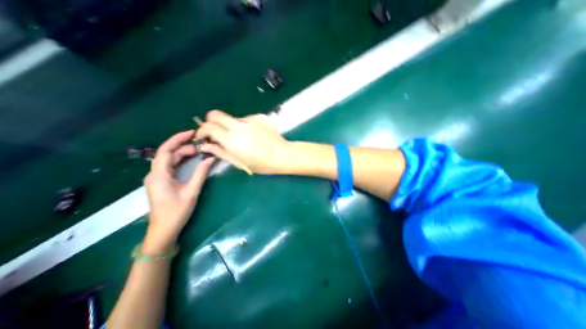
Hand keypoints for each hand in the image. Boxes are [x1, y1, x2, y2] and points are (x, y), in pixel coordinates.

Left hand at [141, 130, 213, 250]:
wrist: (164, 230)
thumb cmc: (177, 211)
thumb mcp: (192, 191)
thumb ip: (201, 173)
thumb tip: (210, 159)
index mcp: (159, 174)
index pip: (166, 150)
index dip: (178, 139)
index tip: (192, 133)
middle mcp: (155, 173)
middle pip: (168, 153)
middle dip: (185, 147)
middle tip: (202, 145)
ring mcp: (157, 177)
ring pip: (170, 159)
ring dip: (184, 154)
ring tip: (200, 151)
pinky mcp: (162, 181)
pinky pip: (171, 166)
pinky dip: (182, 161)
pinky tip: (192, 160)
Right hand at [194, 110, 292, 174]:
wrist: (282, 155)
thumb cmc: (261, 164)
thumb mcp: (239, 162)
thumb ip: (220, 152)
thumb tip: (205, 146)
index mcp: (231, 139)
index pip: (208, 127)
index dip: (202, 131)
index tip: (204, 137)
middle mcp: (238, 125)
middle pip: (215, 114)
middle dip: (211, 122)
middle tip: (217, 133)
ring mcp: (251, 119)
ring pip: (233, 118)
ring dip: (232, 126)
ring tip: (244, 138)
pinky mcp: (260, 116)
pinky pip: (247, 119)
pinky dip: (246, 126)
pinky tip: (255, 135)